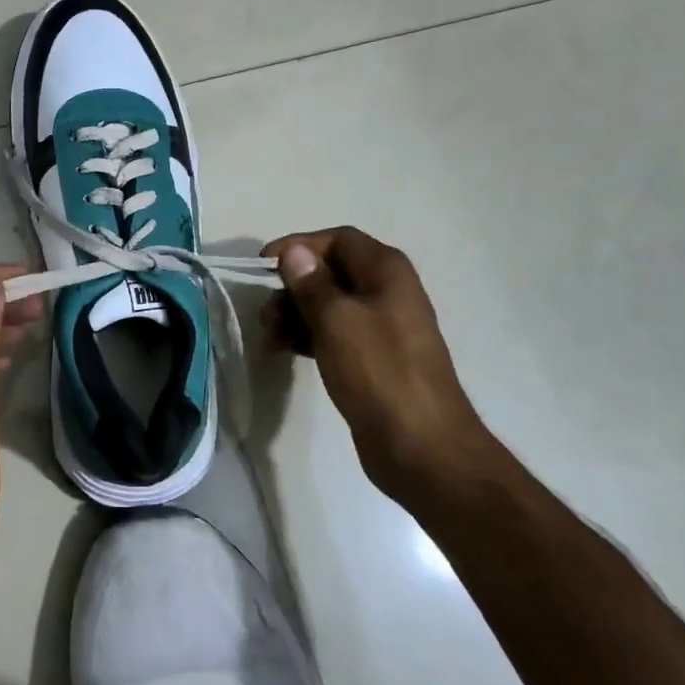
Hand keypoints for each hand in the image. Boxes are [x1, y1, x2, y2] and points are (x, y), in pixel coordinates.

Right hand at [261, 227, 495, 505]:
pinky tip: (286, 348)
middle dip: (295, 285)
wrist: (420, 445)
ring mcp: (383, 328)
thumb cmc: (378, 372)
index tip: (264, 266)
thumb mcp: (337, 320)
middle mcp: (388, 292)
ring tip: (270, 332)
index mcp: (387, 272)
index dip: (300, 246)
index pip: (339, 239)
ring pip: (331, 305)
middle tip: (265, 309)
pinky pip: (336, 334)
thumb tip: (295, 252)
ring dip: (297, 312)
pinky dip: (309, 335)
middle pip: (333, 272)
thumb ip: (312, 283)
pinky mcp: (374, 359)